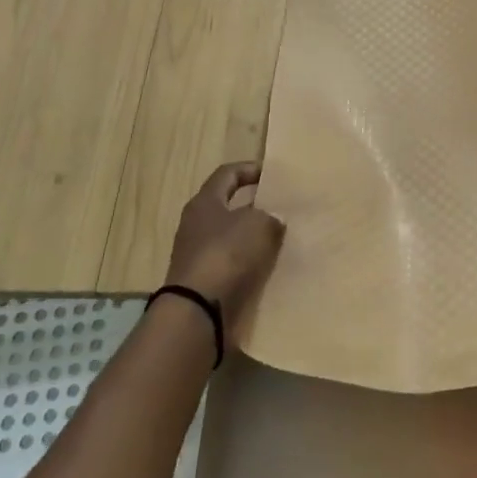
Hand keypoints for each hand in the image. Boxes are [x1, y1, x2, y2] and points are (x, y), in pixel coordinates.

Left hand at [164, 162, 285, 327]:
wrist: (198, 308)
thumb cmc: (226, 254)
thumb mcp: (258, 225)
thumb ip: (270, 216)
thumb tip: (274, 218)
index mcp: (205, 202)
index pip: (227, 174)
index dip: (250, 169)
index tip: (272, 174)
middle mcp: (196, 223)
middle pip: (228, 205)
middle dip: (254, 205)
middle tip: (280, 206)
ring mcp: (198, 253)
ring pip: (231, 235)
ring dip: (253, 235)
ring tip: (280, 237)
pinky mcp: (204, 279)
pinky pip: (232, 261)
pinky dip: (249, 260)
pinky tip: (268, 264)